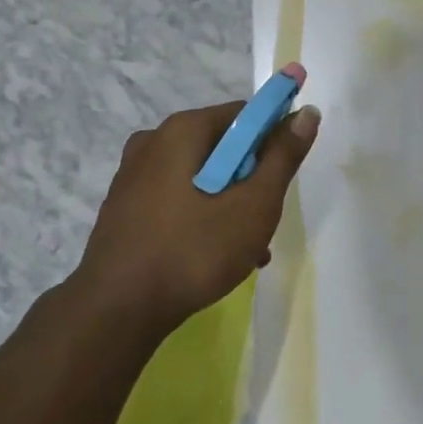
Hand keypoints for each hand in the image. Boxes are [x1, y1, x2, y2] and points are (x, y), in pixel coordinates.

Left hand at [75, 99, 320, 336]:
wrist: (116, 310)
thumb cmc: (193, 251)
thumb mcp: (253, 205)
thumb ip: (282, 157)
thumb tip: (306, 112)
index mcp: (182, 130)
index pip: (244, 115)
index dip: (273, 140)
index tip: (282, 180)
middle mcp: (153, 141)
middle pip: (221, 148)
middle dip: (250, 181)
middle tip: (265, 221)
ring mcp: (133, 175)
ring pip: (199, 178)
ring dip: (229, 205)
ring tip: (247, 250)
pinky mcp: (124, 207)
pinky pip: (175, 199)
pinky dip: (200, 217)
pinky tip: (214, 257)